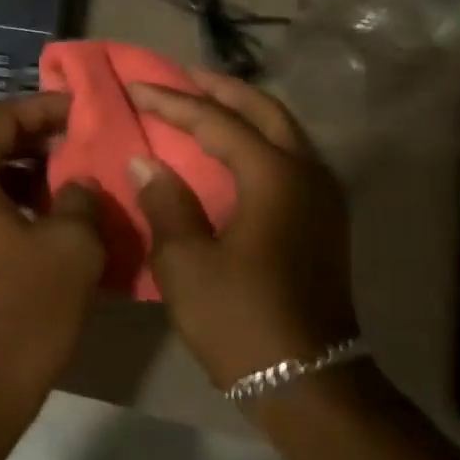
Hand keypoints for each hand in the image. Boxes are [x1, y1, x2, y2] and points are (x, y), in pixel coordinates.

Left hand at [0, 92, 106, 434]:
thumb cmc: (22, 311)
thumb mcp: (71, 247)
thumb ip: (81, 198)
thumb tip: (78, 183)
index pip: (0, 117)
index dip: (44, 108)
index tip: (82, 111)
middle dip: (36, 140)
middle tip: (80, 142)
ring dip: (26, 174)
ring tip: (71, 182)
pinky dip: (11, 204)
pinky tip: (48, 223)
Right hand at [126, 70, 358, 388]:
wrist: (311, 383)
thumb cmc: (242, 320)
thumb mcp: (186, 263)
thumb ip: (165, 202)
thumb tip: (146, 162)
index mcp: (274, 175)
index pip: (217, 121)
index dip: (173, 102)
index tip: (136, 87)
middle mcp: (307, 171)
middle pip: (262, 110)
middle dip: (218, 89)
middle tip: (178, 77)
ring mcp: (322, 195)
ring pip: (282, 130)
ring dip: (242, 111)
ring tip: (201, 104)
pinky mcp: (324, 218)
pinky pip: (288, 156)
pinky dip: (256, 139)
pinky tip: (229, 150)